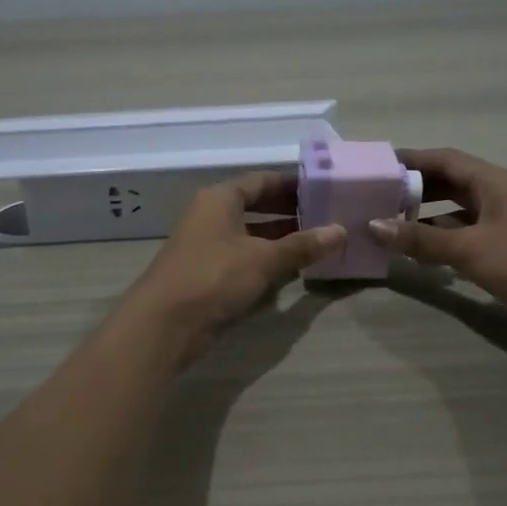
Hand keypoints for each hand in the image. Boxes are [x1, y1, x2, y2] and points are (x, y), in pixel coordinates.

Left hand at [120, 171, 344, 364]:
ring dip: (282, 239)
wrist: (165, 324)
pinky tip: (295, 270)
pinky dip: (268, 261)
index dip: (293, 184)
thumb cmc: (214, 277)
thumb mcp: (263, 259)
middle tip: (327, 216)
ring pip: (252, 235)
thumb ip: (302, 245)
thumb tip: (341, 231)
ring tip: (320, 242)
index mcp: (220, 199)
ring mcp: (208, 246)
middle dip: (290, 212)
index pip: (262, 181)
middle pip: (256, 206)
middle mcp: (212, 216)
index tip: (325, 188)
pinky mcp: (209, 275)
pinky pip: (245, 259)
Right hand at [367, 148, 506, 342]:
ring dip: (426, 219)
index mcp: (493, 182)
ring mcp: (504, 224)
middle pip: (449, 184)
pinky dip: (443, 243)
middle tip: (376, 199)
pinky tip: (420, 256)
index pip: (444, 160)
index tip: (378, 166)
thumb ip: (422, 238)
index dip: (411, 160)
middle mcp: (498, 196)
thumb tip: (374, 226)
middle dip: (414, 190)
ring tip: (389, 227)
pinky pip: (466, 238)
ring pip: (456, 214)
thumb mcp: (471, 248)